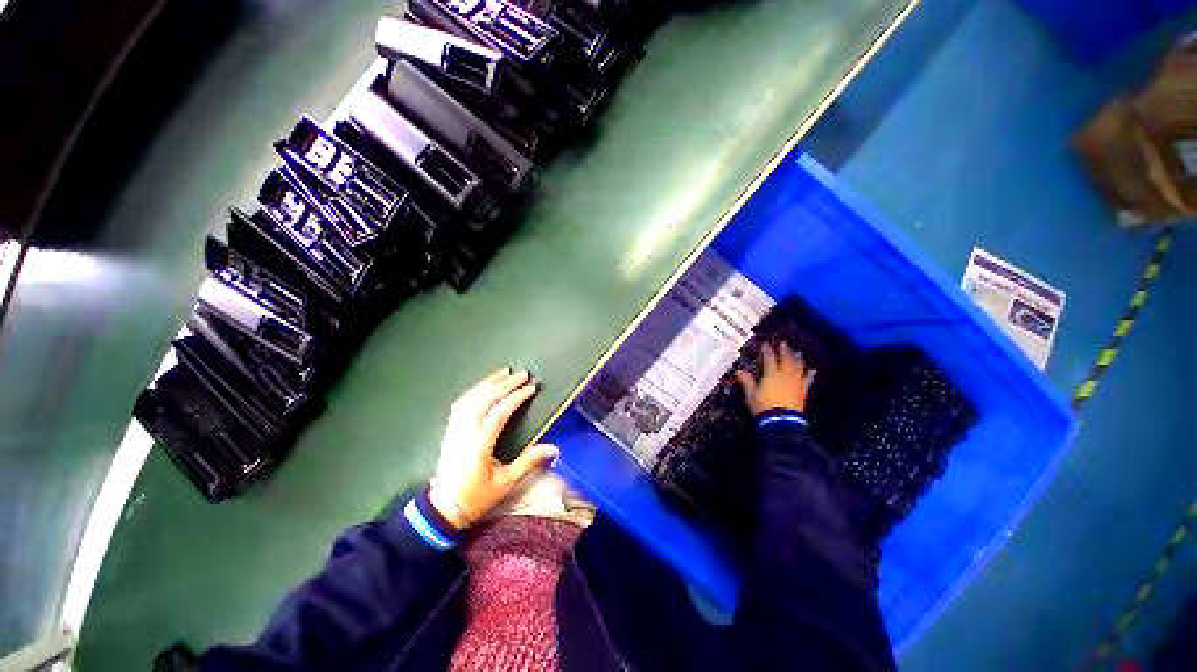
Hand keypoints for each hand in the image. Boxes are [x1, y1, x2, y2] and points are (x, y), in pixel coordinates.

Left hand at [429, 368, 559, 529]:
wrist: (444, 508)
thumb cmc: (477, 497)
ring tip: (504, 373)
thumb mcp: (506, 483)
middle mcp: (465, 433)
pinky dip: (474, 391)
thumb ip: (528, 462)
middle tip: (522, 374)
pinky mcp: (450, 431)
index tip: (531, 388)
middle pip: (484, 400)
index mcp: (479, 445)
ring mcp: (455, 430)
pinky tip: (483, 386)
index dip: (516, 397)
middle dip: (504, 384)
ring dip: (488, 383)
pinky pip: (461, 404)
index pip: (499, 413)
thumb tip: (554, 448)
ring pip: (470, 398)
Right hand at [734, 341, 816, 414]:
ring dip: (797, 358)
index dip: (767, 350)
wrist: (781, 421)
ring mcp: (796, 383)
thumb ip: (747, 381)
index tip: (765, 344)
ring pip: (798, 367)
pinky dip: (810, 374)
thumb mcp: (751, 394)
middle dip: (784, 350)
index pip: (769, 358)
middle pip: (786, 359)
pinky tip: (812, 370)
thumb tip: (739, 371)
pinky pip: (807, 380)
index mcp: (771, 375)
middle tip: (783, 343)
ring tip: (797, 352)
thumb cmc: (763, 407)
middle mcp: (785, 375)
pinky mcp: (802, 391)